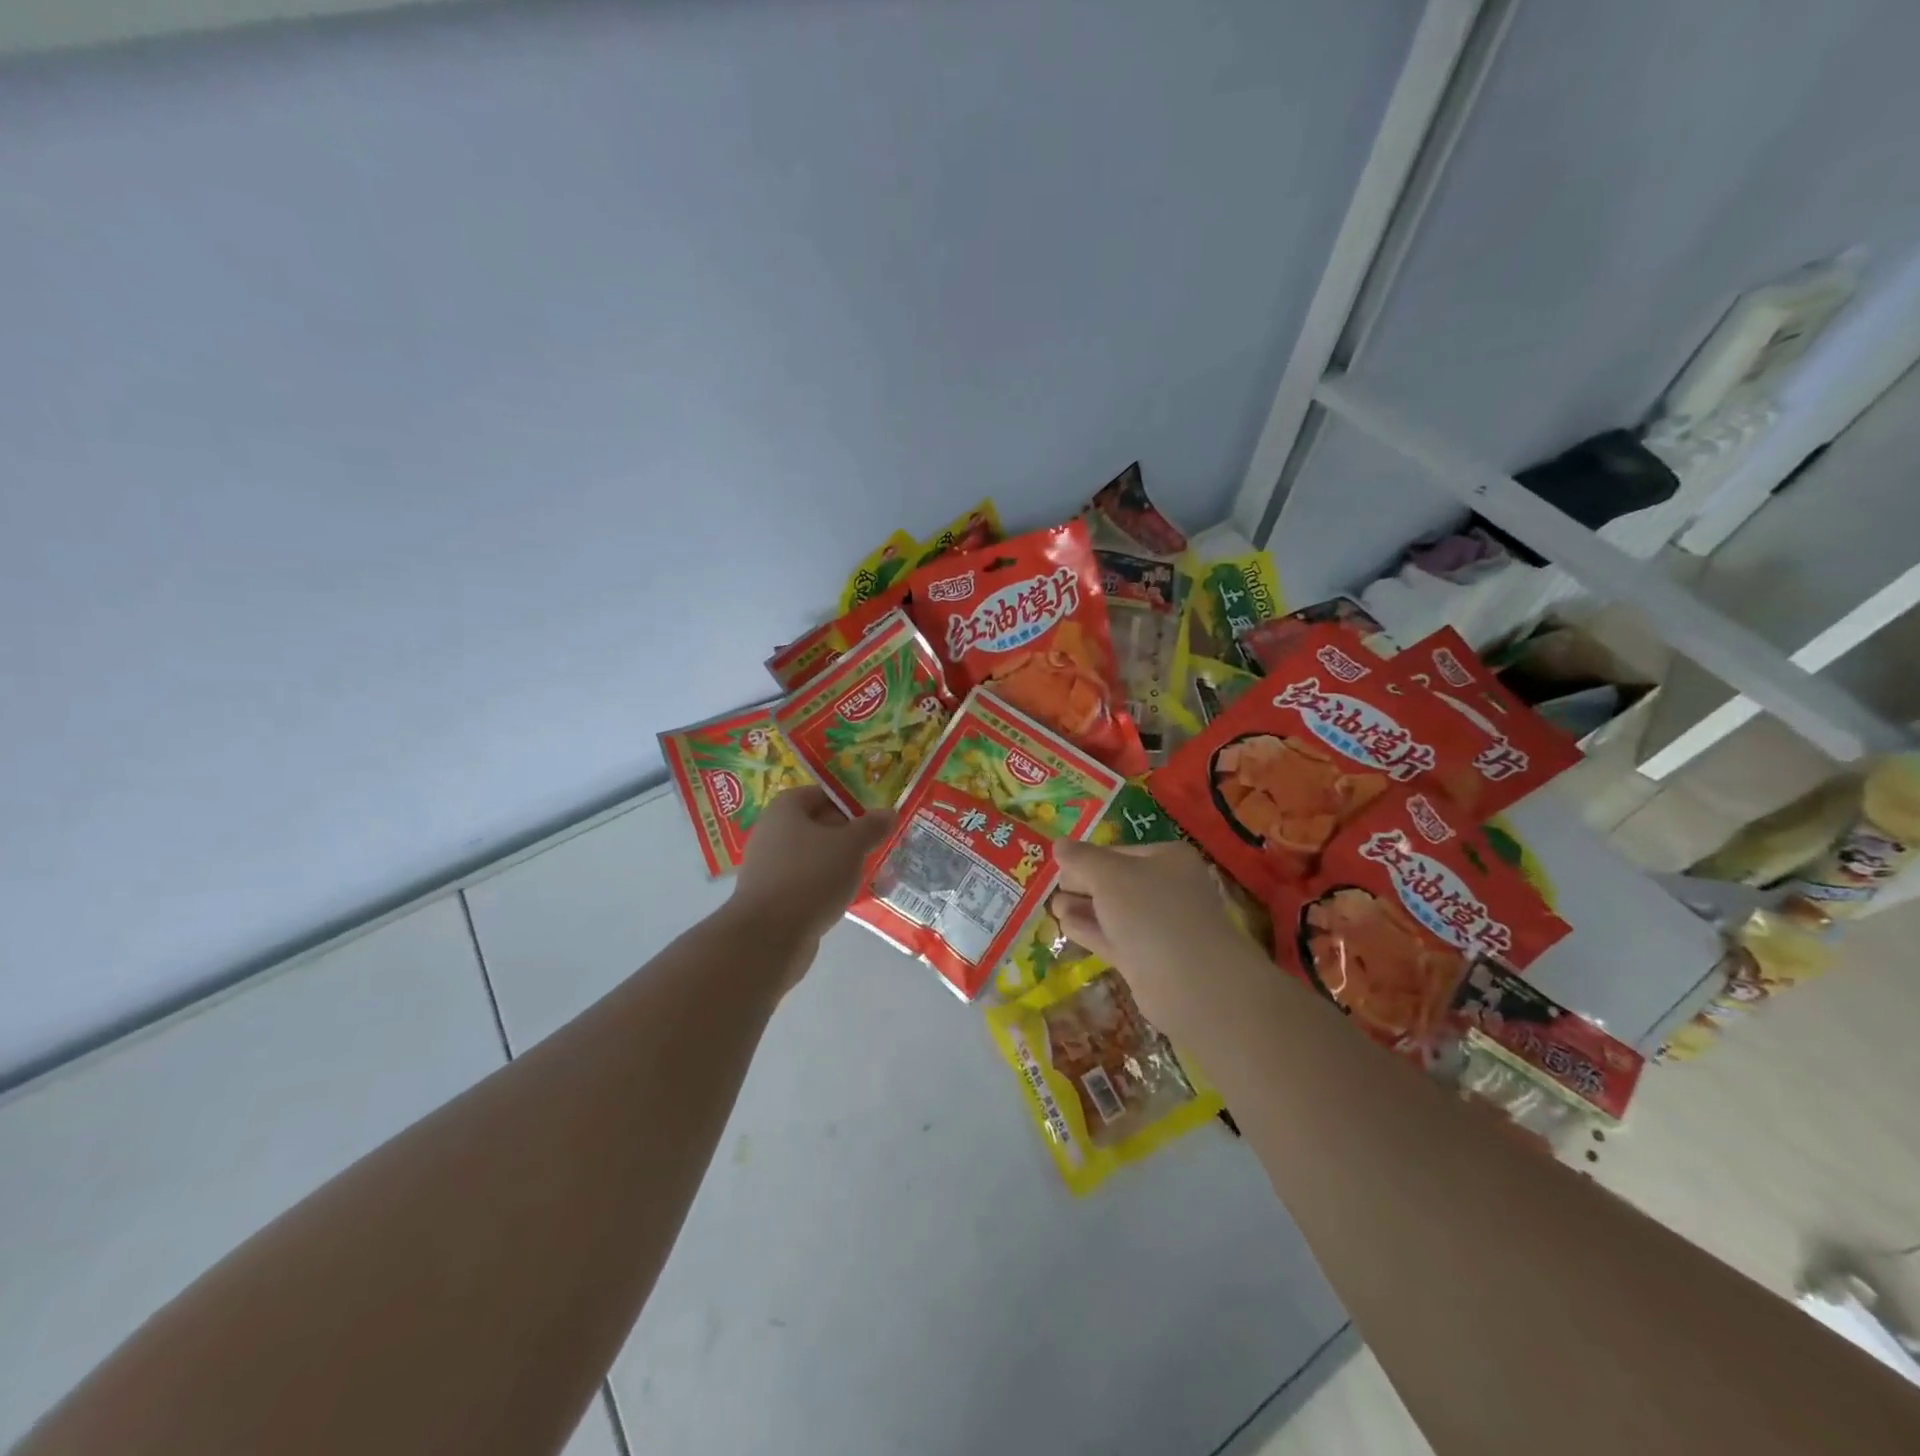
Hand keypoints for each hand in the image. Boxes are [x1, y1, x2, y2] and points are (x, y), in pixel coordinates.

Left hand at [733, 786, 895, 948]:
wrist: (769, 935)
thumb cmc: (811, 876)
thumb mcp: (851, 846)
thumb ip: (871, 827)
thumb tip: (889, 813)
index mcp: (784, 809)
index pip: (818, 794)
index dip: (846, 802)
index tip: (871, 818)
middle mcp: (770, 832)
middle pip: (814, 825)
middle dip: (844, 835)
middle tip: (872, 845)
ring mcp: (767, 866)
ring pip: (810, 856)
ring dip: (835, 862)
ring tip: (862, 872)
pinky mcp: (770, 896)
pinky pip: (802, 881)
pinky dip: (822, 885)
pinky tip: (841, 897)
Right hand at [1048, 839, 1257, 1032]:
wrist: (1191, 982)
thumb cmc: (1151, 912)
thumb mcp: (1108, 875)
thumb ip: (1081, 858)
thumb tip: (1059, 845)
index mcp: (1168, 859)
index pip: (1118, 851)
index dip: (1087, 857)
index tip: (1058, 865)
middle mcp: (1168, 888)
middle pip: (1116, 882)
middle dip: (1084, 884)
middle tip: (1053, 887)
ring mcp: (1161, 926)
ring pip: (1114, 912)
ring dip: (1084, 908)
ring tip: (1053, 907)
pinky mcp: (1150, 959)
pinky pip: (1115, 938)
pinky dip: (1091, 930)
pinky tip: (1065, 925)